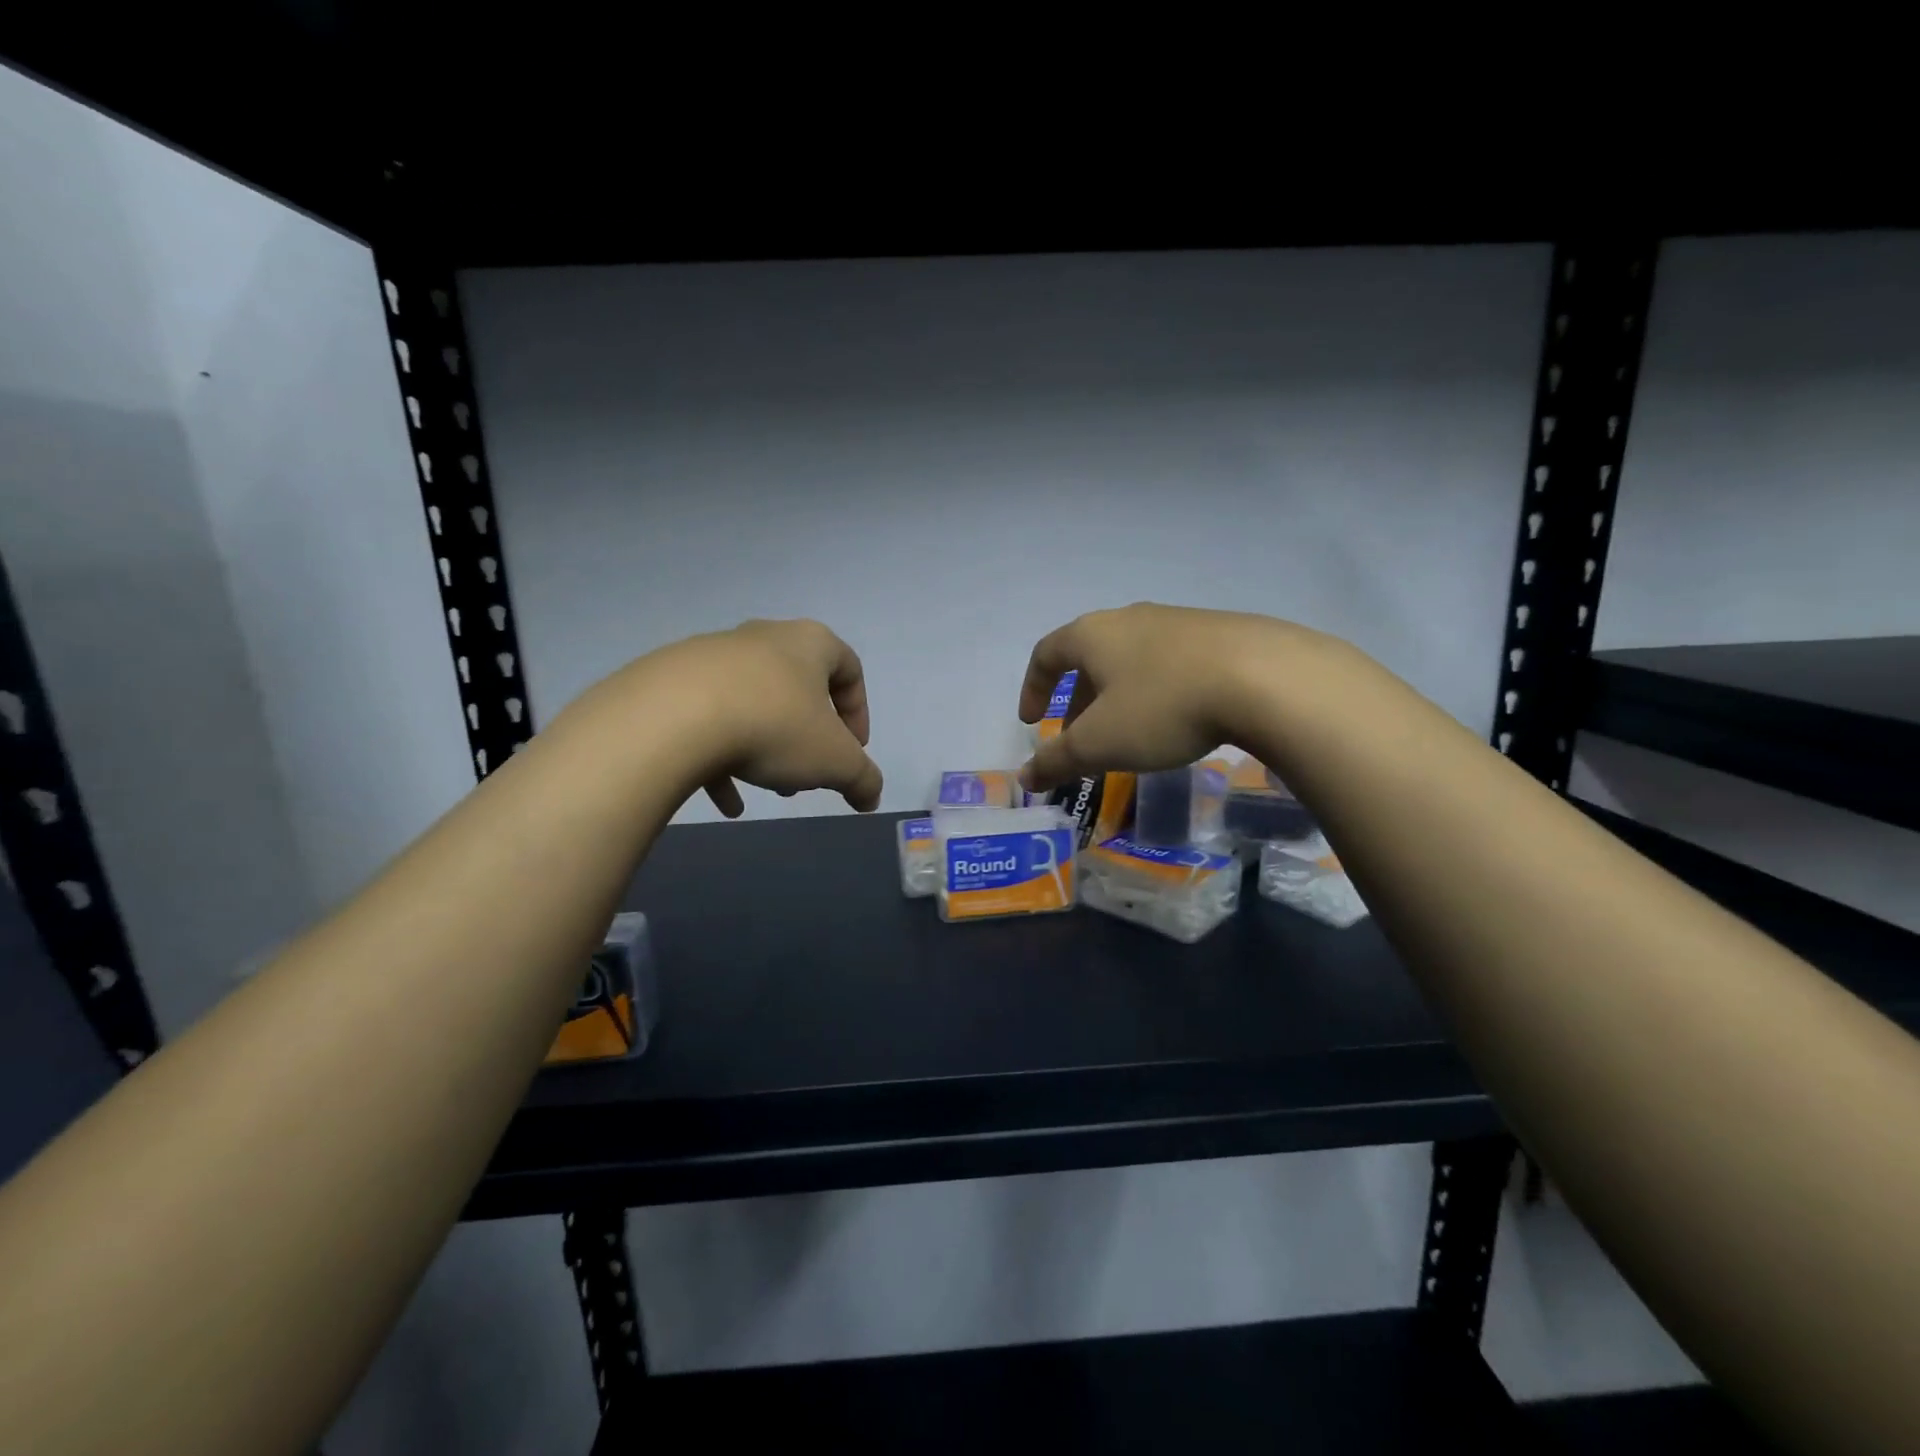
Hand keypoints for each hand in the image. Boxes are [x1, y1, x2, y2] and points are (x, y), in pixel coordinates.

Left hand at [626, 619, 883, 815]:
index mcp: (809, 643)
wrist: (674, 716)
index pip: (850, 668)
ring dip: (768, 746)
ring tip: (769, 787)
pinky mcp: (673, 681)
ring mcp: (714, 657)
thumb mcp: (835, 761)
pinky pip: (710, 719)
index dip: (858, 713)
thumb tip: (871, 796)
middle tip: (809, 773)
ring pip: (754, 704)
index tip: (853, 751)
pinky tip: (727, 801)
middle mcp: (763, 639)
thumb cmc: (775, 726)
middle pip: (799, 687)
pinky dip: (723, 758)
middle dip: (809, 736)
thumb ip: (862, 778)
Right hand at [1017, 603, 1321, 791]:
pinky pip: (1170, 664)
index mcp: (1093, 635)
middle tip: (1079, 739)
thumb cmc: (1162, 706)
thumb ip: (1057, 760)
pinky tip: (1178, 720)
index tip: (1031, 722)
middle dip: (1078, 702)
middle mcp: (1130, 619)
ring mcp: (1177, 622)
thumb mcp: (1100, 743)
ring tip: (1129, 735)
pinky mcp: (1219, 634)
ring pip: (1132, 661)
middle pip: (1090, 658)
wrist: (1264, 677)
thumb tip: (1023, 778)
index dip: (1033, 688)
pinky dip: (1157, 692)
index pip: (1046, 653)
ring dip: (1118, 698)